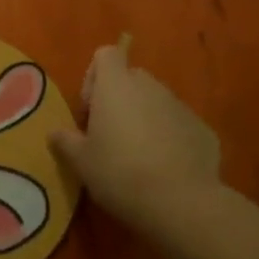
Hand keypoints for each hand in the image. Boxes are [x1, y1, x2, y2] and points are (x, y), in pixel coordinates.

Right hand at [47, 44, 221, 235]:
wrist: (182, 203)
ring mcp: (180, 106)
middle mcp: (150, 86)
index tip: (90, 109)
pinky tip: (166, 170)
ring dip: (145, 118)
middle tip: (110, 135)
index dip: (94, 76)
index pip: (106, 54)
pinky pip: (179, 125)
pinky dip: (170, 138)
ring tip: (138, 157)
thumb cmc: (120, 173)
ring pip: (156, 102)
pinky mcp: (203, 130)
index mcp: (116, 85)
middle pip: (131, 78)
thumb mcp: (81, 162)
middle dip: (119, 99)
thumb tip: (55, 133)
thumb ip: (65, 141)